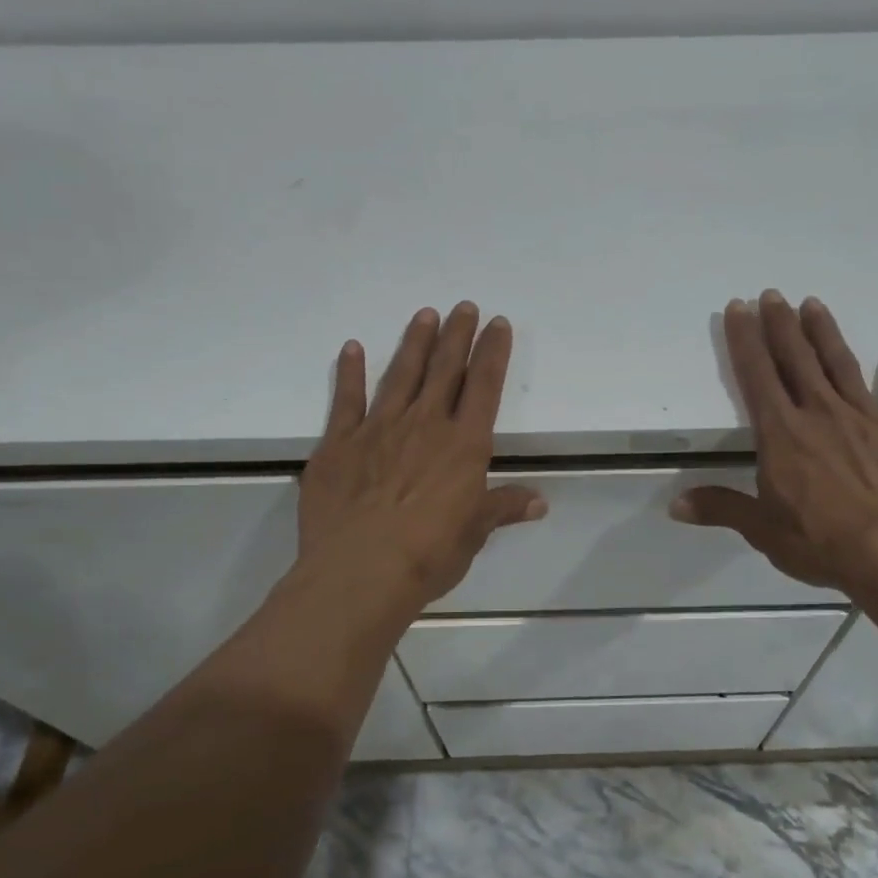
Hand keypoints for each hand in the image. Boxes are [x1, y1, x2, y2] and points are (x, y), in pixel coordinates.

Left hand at [300, 303, 545, 612]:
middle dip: (457, 336)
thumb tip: (539, 502)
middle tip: (463, 306)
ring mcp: (378, 429)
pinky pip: (346, 400)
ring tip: (425, 315)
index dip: (492, 352)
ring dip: (414, 343)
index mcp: (463, 445)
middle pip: (444, 370)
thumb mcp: (474, 534)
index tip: (497, 324)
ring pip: (401, 375)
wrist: (360, 572)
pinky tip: (352, 348)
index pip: (484, 386)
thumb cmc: (428, 555)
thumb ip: (502, 509)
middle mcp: (424, 425)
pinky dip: (350, 373)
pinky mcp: (339, 443)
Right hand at [671, 291, 877, 603]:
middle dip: (781, 325)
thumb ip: (722, 508)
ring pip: (843, 366)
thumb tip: (674, 505)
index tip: (738, 308)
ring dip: (826, 334)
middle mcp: (822, 414)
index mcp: (783, 434)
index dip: (745, 340)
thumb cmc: (825, 543)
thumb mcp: (764, 531)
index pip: (758, 376)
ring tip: (814, 304)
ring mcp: (869, 419)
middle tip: (772, 294)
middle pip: (798, 359)